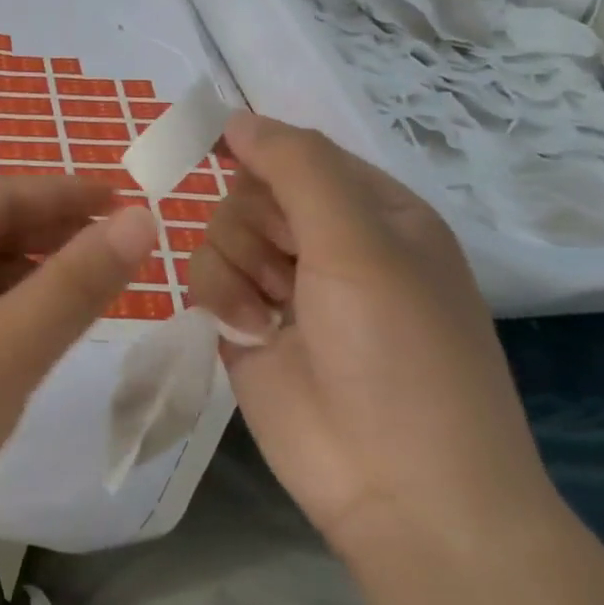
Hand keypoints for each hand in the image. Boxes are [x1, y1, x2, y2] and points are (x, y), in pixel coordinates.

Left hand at [0, 177, 158, 570]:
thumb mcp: (7, 349)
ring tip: (83, 291)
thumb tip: (140, 219)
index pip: (1, 194)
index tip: (127, 198)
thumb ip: (75, 283)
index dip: (67, 193)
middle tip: (116, 249)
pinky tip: (25, 336)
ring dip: (24, 276)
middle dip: (49, 234)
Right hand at [187, 113, 557, 562]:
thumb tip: (236, 116)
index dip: (261, 153)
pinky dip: (220, 299)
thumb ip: (297, 168)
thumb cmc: (399, 354)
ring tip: (271, 312)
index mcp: (373, 212)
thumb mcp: (360, 244)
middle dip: (255, 225)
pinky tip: (250, 333)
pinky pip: (204, 277)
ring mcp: (282, 285)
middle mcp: (327, 242)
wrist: (399, 488)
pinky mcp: (244, 323)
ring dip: (235, 267)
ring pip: (218, 233)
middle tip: (288, 265)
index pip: (297, 153)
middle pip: (248, 192)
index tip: (218, 152)